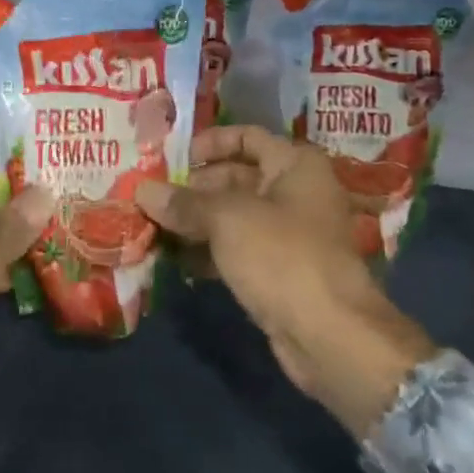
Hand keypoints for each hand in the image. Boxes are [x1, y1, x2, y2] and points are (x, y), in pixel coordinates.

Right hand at [136, 126, 437, 436]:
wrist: (330, 336)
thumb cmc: (282, 257)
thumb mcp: (227, 220)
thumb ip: (184, 203)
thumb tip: (143, 190)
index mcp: (295, 165)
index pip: (248, 136)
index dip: (210, 143)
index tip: (172, 158)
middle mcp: (295, 193)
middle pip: (236, 177)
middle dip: (193, 188)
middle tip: (150, 196)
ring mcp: (288, 235)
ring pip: (233, 217)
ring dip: (195, 222)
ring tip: (151, 226)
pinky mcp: (279, 272)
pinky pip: (237, 250)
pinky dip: (208, 252)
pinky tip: (174, 260)